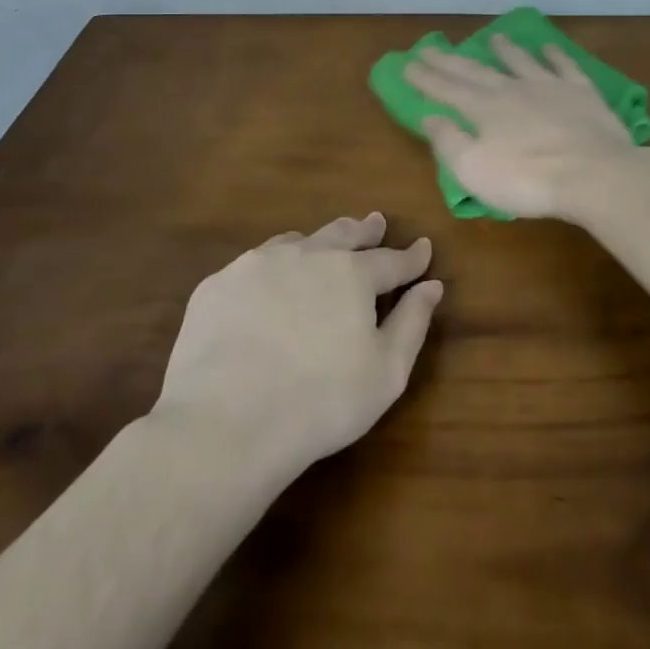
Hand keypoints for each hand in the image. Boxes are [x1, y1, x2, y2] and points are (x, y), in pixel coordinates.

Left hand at [153, 213, 441, 482]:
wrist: (226, 425)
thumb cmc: (321, 402)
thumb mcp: (387, 371)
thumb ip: (412, 322)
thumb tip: (431, 285)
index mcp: (352, 274)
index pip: (391, 260)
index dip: (411, 256)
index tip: (423, 248)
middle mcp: (307, 255)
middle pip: (342, 235)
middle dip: (363, 231)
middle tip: (374, 223)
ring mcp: (256, 265)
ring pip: (296, 242)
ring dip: (317, 242)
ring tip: (323, 245)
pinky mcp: (218, 286)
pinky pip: (254, 265)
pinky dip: (272, 267)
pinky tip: (269, 281)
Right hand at [403, 37, 638, 218]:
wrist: (593, 173)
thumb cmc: (528, 180)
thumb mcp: (474, 170)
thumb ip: (449, 141)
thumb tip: (430, 116)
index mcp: (485, 109)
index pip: (447, 89)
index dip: (426, 78)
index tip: (408, 64)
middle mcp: (513, 89)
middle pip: (476, 71)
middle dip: (451, 60)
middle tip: (431, 46)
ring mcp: (549, 86)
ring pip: (521, 61)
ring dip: (505, 49)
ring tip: (493, 38)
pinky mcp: (581, 92)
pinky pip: (564, 66)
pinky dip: (554, 55)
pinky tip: (548, 48)